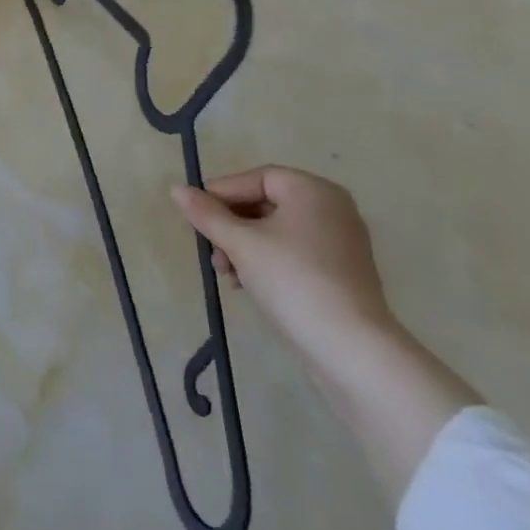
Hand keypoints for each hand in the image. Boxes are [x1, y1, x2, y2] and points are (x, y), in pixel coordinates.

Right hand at [169, 165, 394, 369]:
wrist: (353, 351)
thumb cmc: (293, 281)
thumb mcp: (241, 243)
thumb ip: (207, 214)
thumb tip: (176, 189)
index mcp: (313, 190)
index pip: (257, 178)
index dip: (223, 193)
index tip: (196, 215)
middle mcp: (332, 209)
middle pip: (267, 204)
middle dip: (232, 226)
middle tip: (210, 249)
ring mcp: (341, 244)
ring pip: (278, 232)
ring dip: (245, 247)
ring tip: (226, 273)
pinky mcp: (343, 276)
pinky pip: (295, 254)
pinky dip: (268, 262)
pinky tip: (247, 285)